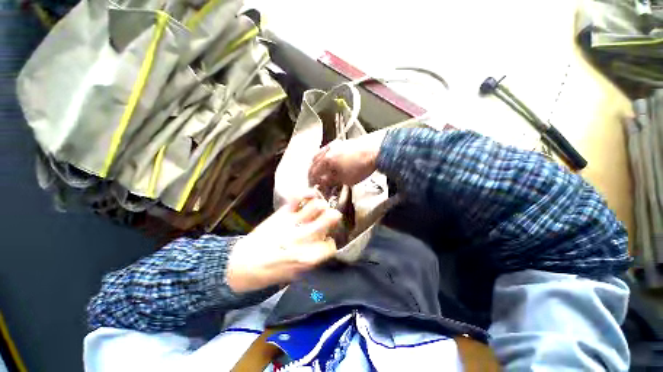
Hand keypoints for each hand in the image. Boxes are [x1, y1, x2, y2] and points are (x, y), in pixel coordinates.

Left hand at [227, 191, 341, 292]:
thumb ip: (312, 260)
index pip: (331, 244)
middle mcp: (305, 237)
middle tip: (331, 216)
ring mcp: (293, 223)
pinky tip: (309, 196)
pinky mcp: (282, 214)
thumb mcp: (295, 275)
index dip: (329, 243)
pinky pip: (298, 198)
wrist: (241, 266)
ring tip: (318, 207)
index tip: (325, 241)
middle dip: (334, 216)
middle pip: (330, 218)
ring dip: (321, 205)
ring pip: (317, 206)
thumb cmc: (269, 275)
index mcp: (309, 257)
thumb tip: (322, 247)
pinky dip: (306, 193)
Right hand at [308, 130, 386, 190]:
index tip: (313, 186)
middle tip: (314, 179)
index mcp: (327, 160)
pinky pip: (327, 150)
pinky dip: (324, 157)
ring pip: (319, 154)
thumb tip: (323, 183)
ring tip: (320, 171)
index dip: (312, 181)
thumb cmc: (361, 167)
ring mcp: (334, 145)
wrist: (375, 152)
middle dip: (312, 171)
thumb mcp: (346, 179)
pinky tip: (329, 162)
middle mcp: (327, 150)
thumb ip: (332, 180)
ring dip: (317, 163)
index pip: (314, 172)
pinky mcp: (341, 143)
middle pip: (314, 161)